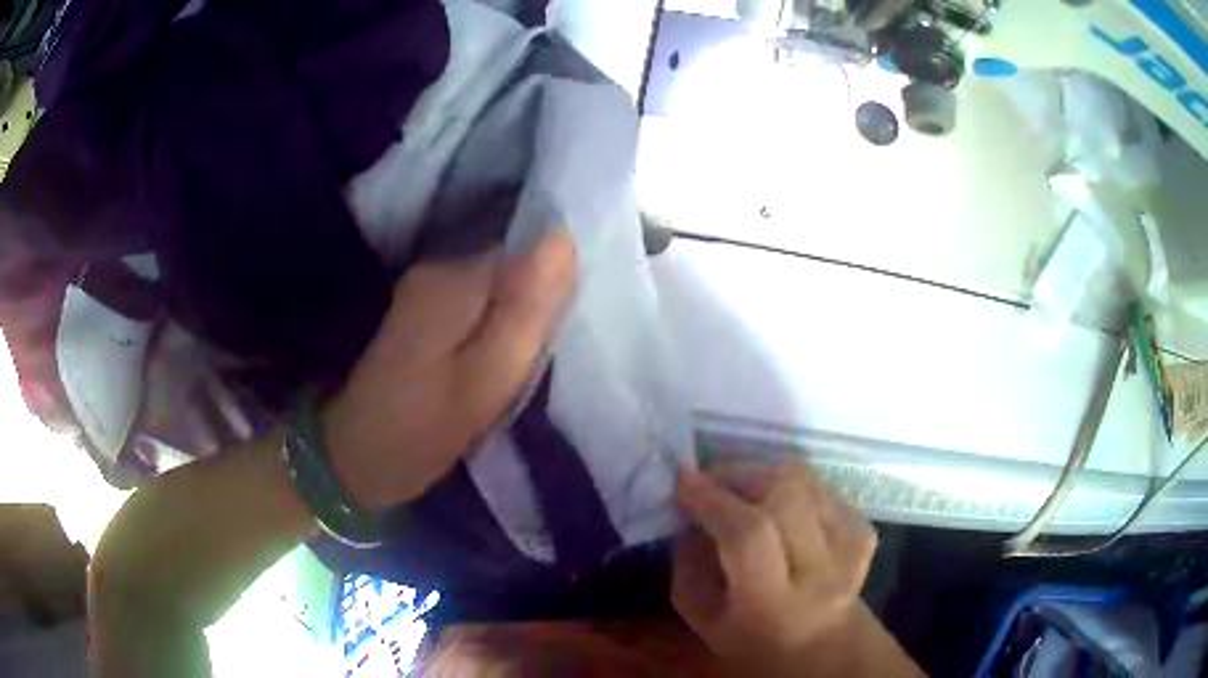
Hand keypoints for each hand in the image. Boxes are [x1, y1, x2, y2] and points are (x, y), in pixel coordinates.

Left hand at [320, 232, 574, 508]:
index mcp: (454, 282)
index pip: (529, 252)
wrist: (353, 458)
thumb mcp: (485, 380)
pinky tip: (492, 366)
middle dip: (537, 307)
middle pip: (514, 268)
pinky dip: (495, 330)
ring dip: (517, 322)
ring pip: (498, 290)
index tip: (558, 336)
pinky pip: (479, 306)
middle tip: (538, 362)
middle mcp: (438, 271)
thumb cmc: (422, 429)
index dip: (555, 288)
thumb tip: (563, 239)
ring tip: (518, 370)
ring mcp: (426, 290)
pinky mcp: (423, 312)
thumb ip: (525, 311)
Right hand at [672, 464, 884, 672]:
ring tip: (740, 488)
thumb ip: (688, 564)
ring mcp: (851, 548)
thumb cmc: (751, 638)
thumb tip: (691, 507)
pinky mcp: (864, 530)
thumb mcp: (703, 617)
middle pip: (785, 497)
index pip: (749, 535)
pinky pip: (822, 488)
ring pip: (805, 483)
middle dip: (740, 476)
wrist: (822, 643)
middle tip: (712, 481)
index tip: (685, 479)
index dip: (714, 499)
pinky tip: (775, 503)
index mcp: (773, 606)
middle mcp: (821, 573)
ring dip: (764, 475)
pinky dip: (791, 485)